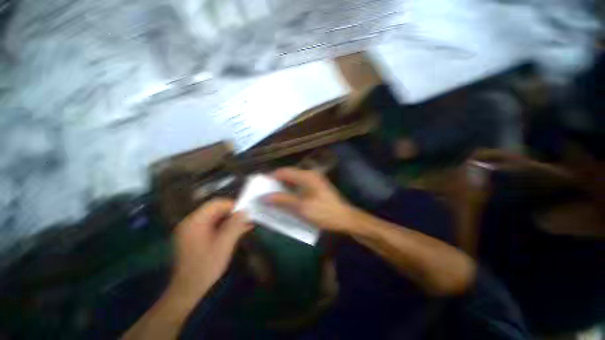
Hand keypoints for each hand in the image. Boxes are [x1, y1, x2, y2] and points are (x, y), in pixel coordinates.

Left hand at [170, 199, 252, 298]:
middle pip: (215, 210)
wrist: (187, 290)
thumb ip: (235, 226)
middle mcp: (191, 222)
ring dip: (231, 221)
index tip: (246, 212)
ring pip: (216, 218)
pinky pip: (212, 226)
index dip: (232, 205)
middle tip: (247, 219)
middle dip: (233, 213)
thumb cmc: (205, 267)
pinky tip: (237, 231)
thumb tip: (245, 211)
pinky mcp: (195, 237)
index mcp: (195, 222)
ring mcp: (192, 230)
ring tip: (246, 225)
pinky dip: (225, 227)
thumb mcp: (224, 245)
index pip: (215, 204)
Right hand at [266, 167, 356, 232]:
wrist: (344, 218)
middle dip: (276, 183)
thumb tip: (264, 197)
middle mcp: (310, 175)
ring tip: (273, 197)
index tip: (260, 186)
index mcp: (306, 176)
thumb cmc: (324, 212)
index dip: (271, 177)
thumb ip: (282, 200)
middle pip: (288, 175)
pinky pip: (299, 187)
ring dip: (283, 188)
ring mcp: (313, 181)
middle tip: (265, 193)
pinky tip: (286, 200)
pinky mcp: (315, 188)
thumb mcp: (301, 207)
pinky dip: (291, 192)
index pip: (284, 171)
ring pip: (293, 181)